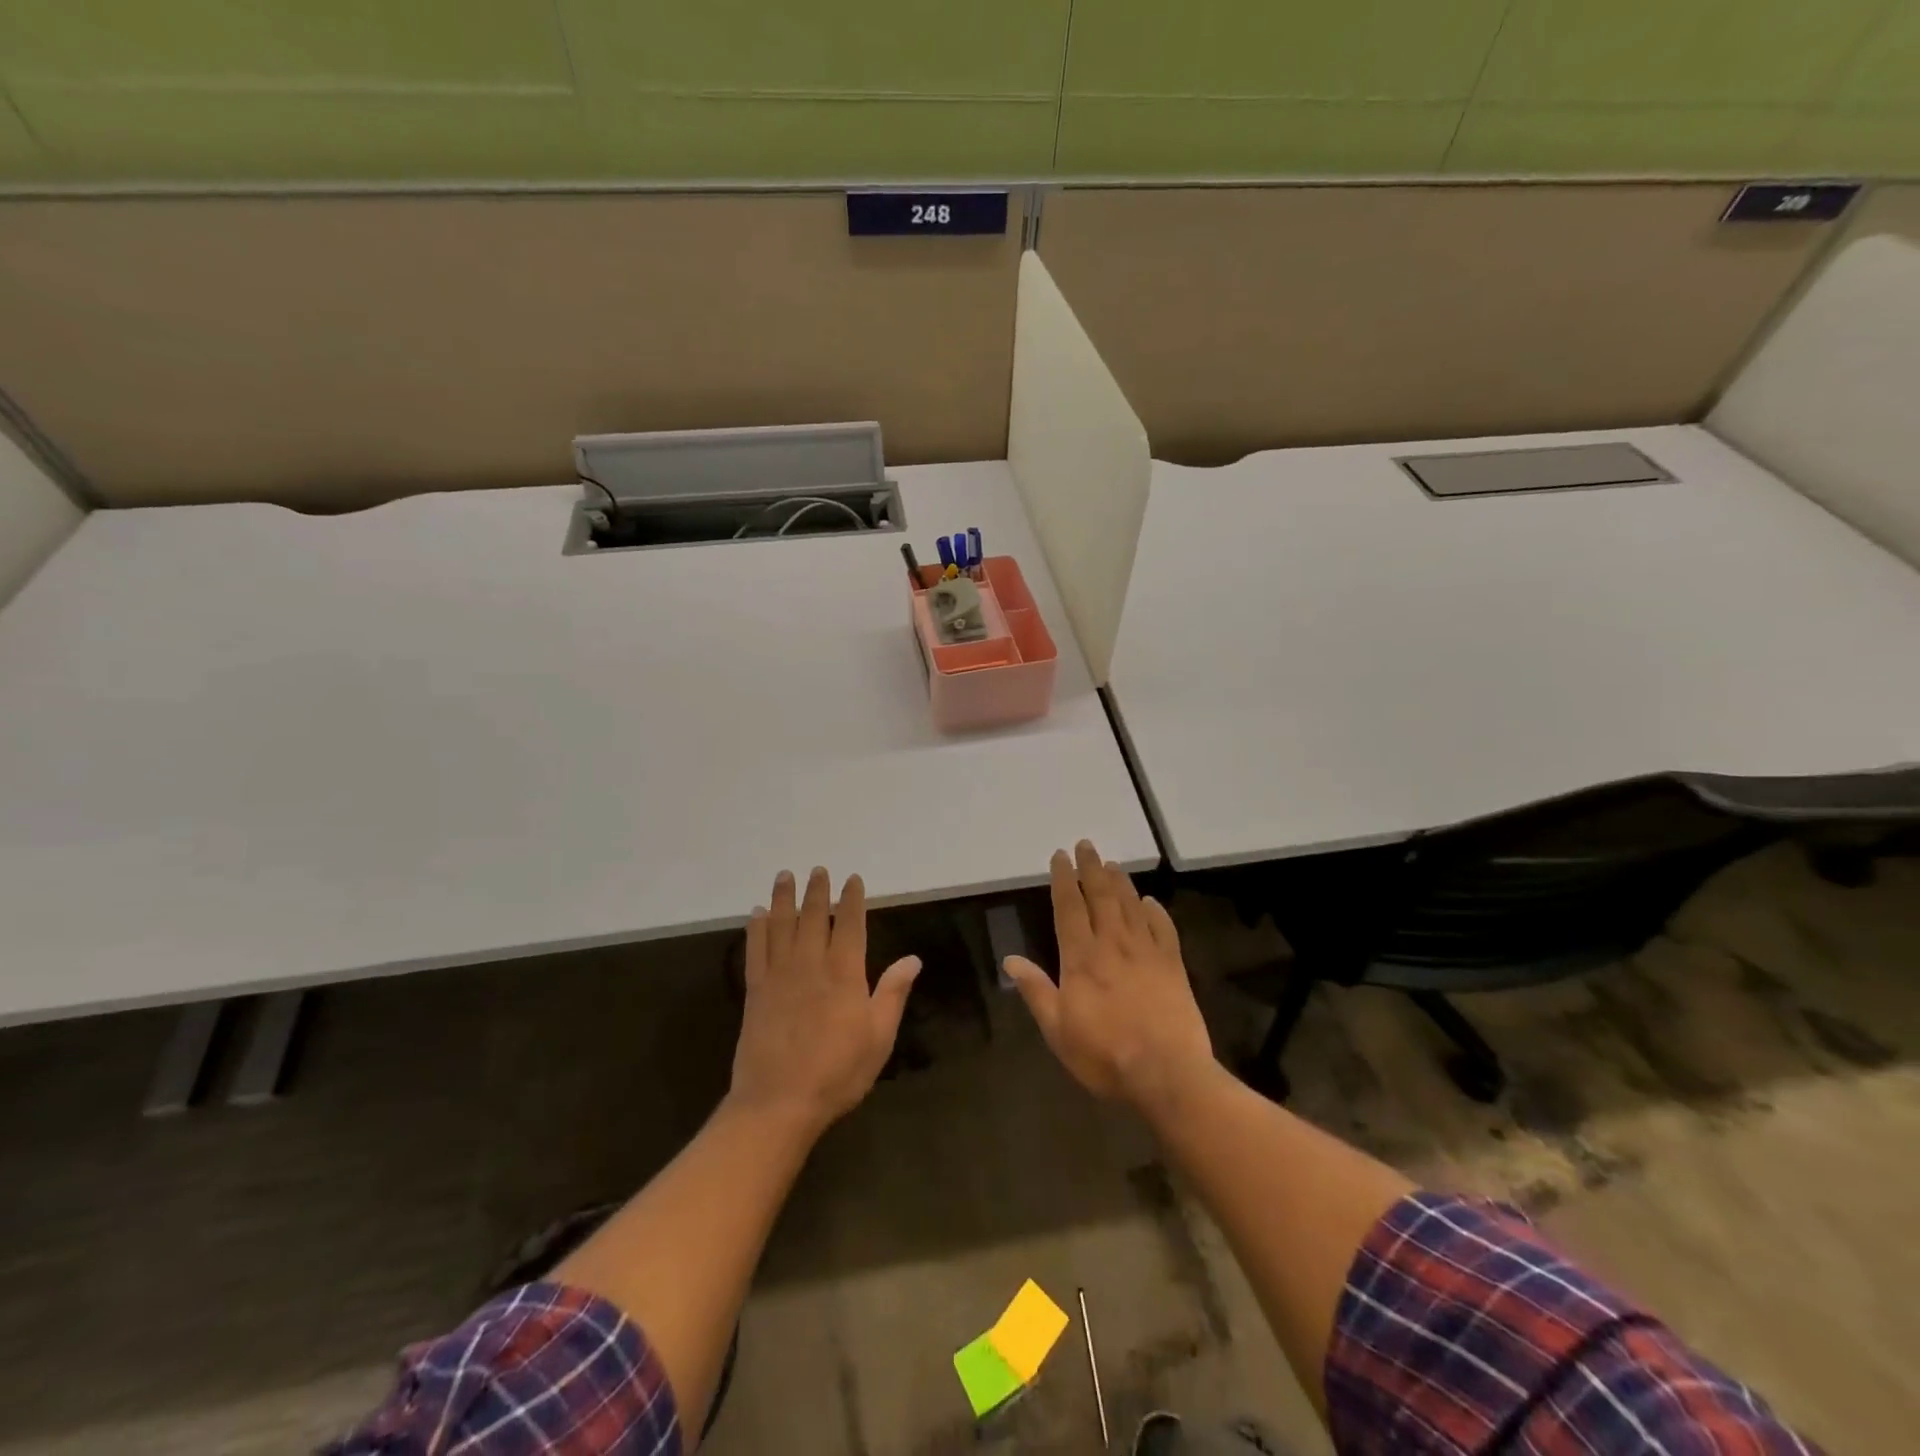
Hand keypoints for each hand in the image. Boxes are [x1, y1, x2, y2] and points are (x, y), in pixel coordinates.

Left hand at [729, 867, 920, 1136]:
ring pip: (781, 926)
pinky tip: (756, 914)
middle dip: (817, 891)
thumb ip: (893, 993)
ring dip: (784, 898)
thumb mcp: (878, 1037)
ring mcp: (779, 976)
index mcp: (844, 973)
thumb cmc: (837, 1072)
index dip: (851, 899)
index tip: (852, 879)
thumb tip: (913, 959)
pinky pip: (755, 950)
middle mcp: (810, 965)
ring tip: (785, 875)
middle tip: (817, 869)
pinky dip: (755, 928)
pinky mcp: (755, 991)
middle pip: (812, 917)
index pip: (849, 925)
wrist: (778, 1103)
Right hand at [1004, 841, 1214, 1110]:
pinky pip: (1163, 928)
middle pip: (1101, 896)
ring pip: (1130, 905)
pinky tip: (1150, 902)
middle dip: (1091, 868)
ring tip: (1112, 864)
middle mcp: (1113, 944)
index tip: (1060, 856)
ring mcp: (1146, 952)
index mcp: (1081, 957)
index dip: (1064, 879)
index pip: (1069, 907)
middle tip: (1086, 845)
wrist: (1166, 1074)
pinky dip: (1155, 911)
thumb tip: (1010, 959)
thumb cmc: (1104, 1055)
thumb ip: (1036, 990)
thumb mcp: (1057, 1029)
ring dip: (1120, 882)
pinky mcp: (1173, 965)